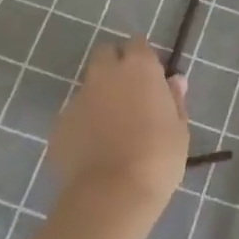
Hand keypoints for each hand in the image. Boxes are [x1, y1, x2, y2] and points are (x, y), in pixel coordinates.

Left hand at [50, 35, 188, 217]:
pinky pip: (75, 116)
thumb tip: (174, 81)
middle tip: (129, 93)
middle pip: (106, 54)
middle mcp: (105, 74)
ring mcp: (78, 98)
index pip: (138, 43)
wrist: (112, 195)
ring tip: (112, 128)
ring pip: (89, 86)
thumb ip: (175, 100)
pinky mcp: (59, 125)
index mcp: (139, 68)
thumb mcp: (179, 129)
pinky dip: (84, 124)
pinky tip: (94, 149)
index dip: (143, 57)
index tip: (151, 76)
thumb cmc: (158, 157)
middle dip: (115, 65)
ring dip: (99, 96)